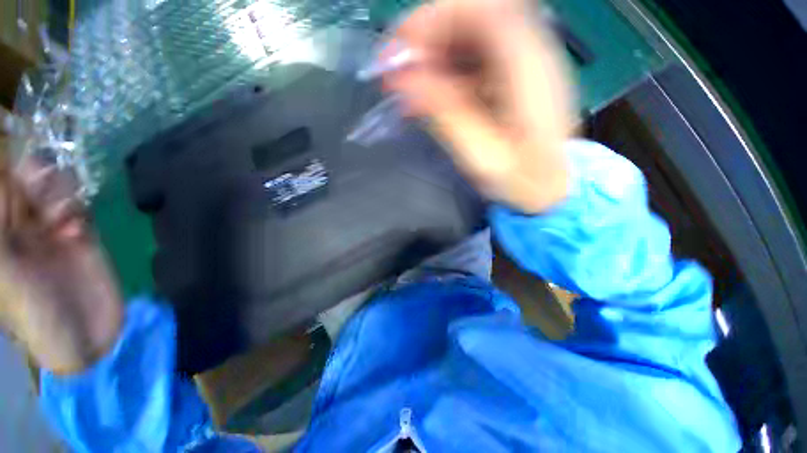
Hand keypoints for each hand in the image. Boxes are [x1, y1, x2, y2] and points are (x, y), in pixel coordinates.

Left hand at [0, 154, 121, 374]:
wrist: (83, 333)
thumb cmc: (32, 310)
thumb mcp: (4, 272)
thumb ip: (0, 229)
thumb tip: (7, 180)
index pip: (1, 185)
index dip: (7, 166)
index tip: (17, 162)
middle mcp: (20, 224)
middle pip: (24, 178)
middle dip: (33, 174)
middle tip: (40, 189)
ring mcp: (51, 229)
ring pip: (53, 187)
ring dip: (57, 191)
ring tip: (60, 215)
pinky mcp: (80, 234)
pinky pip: (77, 205)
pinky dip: (77, 208)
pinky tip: (76, 228)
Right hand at [385, 0, 574, 212]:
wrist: (551, 188)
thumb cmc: (522, 181)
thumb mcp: (481, 156)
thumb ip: (447, 114)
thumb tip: (405, 77)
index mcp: (530, 70)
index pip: (482, 10)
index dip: (434, 19)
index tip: (399, 52)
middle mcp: (532, 52)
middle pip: (473, 14)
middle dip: (426, 35)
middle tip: (396, 70)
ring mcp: (523, 61)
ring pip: (469, 32)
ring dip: (431, 52)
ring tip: (407, 86)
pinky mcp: (512, 74)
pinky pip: (472, 55)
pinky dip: (443, 67)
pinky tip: (427, 93)